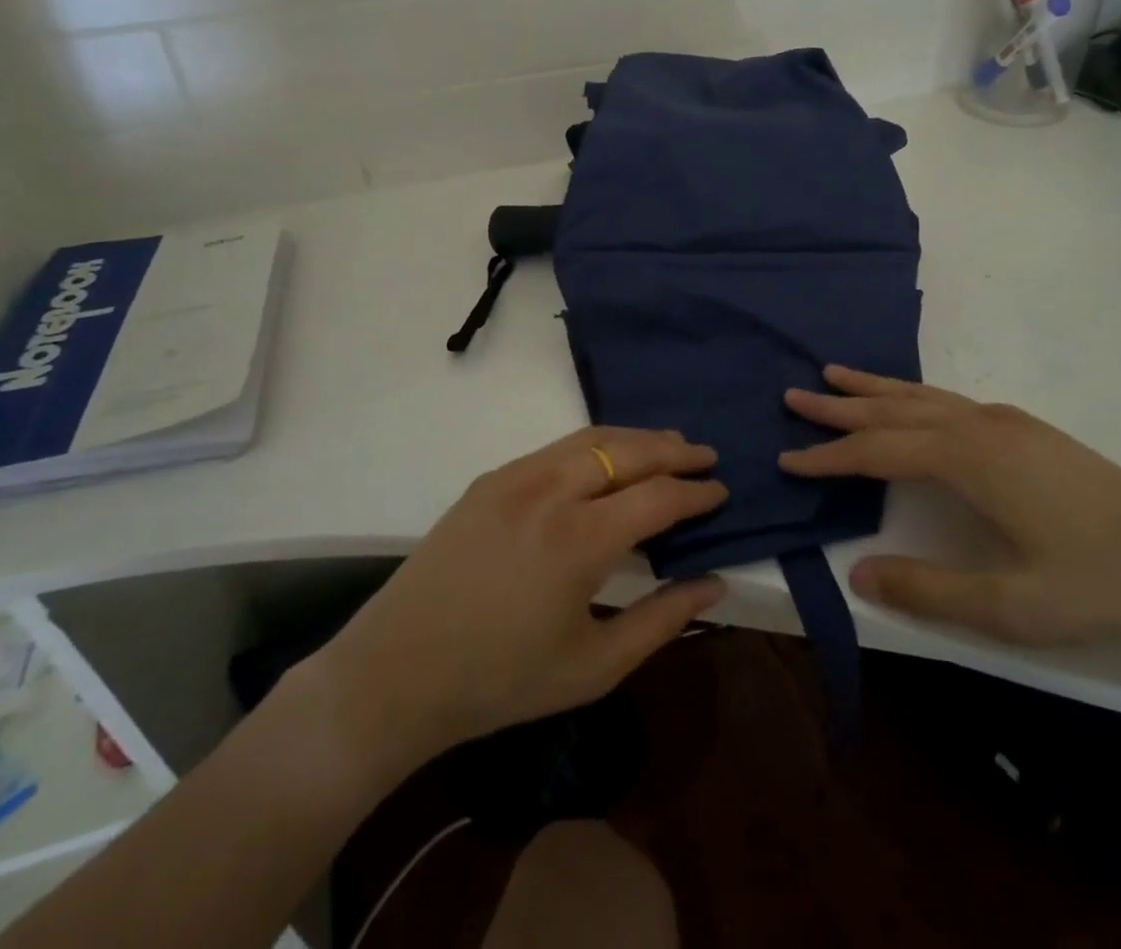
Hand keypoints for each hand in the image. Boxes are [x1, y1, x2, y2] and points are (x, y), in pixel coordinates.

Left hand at [305, 427, 726, 761]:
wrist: (399, 671)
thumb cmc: (502, 681)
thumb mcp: (594, 666)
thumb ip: (662, 620)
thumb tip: (715, 584)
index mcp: (580, 540)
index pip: (658, 497)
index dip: (696, 493)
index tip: (721, 491)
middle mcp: (551, 491)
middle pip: (628, 451)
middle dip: (674, 450)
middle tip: (705, 456)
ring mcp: (516, 477)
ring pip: (591, 438)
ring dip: (636, 438)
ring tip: (667, 446)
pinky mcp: (490, 478)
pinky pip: (556, 447)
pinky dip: (596, 444)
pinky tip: (607, 458)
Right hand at [782, 366, 1120, 648]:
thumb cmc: (1095, 586)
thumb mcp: (1007, 605)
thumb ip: (927, 589)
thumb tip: (858, 572)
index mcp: (967, 459)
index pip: (877, 451)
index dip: (828, 457)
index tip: (787, 458)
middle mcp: (978, 425)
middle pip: (892, 410)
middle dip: (839, 406)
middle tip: (794, 393)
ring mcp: (1005, 421)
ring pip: (921, 396)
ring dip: (874, 388)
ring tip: (835, 374)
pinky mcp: (1025, 428)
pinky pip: (948, 400)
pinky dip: (911, 395)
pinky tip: (909, 402)